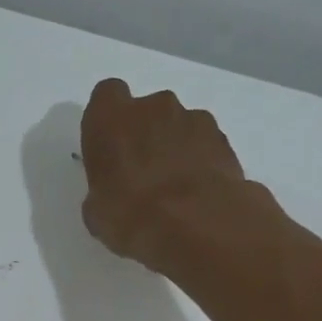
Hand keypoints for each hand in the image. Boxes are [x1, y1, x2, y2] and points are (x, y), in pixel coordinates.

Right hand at [79, 79, 258, 271]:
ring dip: (176, 147)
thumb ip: (104, 188)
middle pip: (148, 110)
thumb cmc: (130, 215)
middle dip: (147, 133)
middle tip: (144, 172)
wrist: (195, 224)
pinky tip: (198, 193)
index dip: (110, 119)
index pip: (107, 95)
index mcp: (110, 118)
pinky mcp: (224, 139)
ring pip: (180, 125)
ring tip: (176, 188)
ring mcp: (193, 119)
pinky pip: (206, 145)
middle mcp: (153, 107)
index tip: (110, 145)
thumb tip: (113, 195)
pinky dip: (202, 162)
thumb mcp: (97, 211)